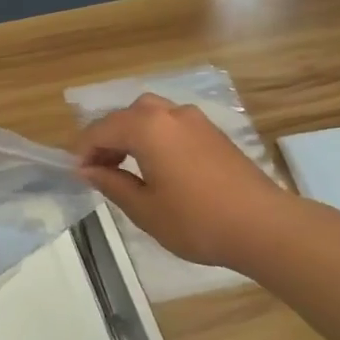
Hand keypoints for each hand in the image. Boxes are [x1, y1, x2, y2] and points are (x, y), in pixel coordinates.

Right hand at [75, 93, 285, 271]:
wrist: (263, 226)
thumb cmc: (196, 220)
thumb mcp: (144, 208)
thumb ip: (112, 183)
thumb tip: (88, 170)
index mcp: (147, 127)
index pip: (101, 130)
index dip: (83, 151)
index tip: (76, 174)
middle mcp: (170, 114)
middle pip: (126, 116)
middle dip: (107, 139)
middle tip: (99, 170)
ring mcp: (196, 120)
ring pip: (151, 115)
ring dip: (132, 135)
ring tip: (126, 168)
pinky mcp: (214, 133)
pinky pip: (172, 125)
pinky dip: (155, 138)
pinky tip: (157, 167)